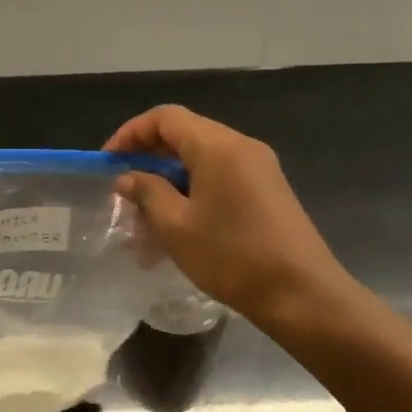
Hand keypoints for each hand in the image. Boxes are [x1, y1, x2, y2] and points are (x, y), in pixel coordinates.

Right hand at [106, 105, 355, 329]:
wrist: (302, 294)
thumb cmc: (232, 256)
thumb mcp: (176, 227)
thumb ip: (148, 193)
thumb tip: (129, 176)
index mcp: (217, 145)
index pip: (165, 117)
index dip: (131, 134)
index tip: (109, 162)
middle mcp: (241, 145)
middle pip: (185, 134)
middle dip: (149, 158)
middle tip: (124, 191)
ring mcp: (260, 167)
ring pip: (203, 159)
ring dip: (170, 180)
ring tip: (147, 218)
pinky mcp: (269, 190)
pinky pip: (222, 176)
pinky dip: (194, 190)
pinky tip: (180, 226)